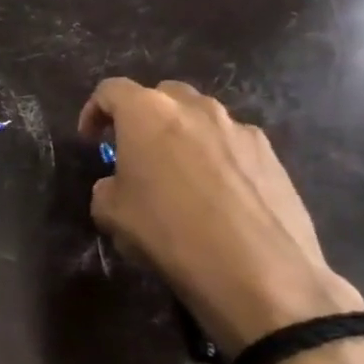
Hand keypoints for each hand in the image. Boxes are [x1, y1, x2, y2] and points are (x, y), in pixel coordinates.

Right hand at [80, 78, 363, 359]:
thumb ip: (108, 186)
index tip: (91, 140)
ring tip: (179, 177)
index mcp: (147, 113)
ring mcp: (239, 128)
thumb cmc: (169, 233)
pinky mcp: (272, 154)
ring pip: (200, 118)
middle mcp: (194, 108)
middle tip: (136, 153)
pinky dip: (216, 158)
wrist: (258, 272)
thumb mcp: (111, 214)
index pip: (110, 91)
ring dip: (182, 137)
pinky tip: (217, 197)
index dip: (93, 112)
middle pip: (161, 96)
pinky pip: (231, 144)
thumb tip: (121, 185)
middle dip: (143, 118)